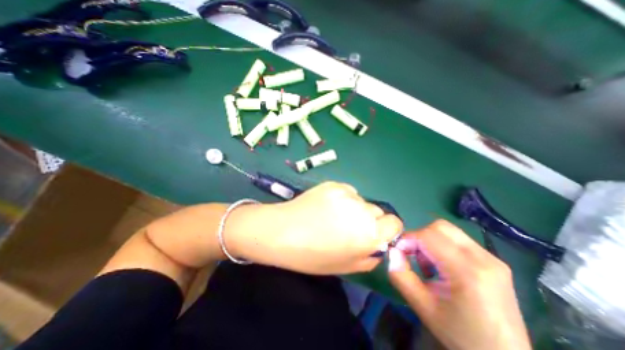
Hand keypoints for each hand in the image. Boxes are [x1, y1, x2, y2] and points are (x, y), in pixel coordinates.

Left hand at [229, 181, 399, 274]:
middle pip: (377, 211)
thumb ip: (369, 257)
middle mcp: (362, 211)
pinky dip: (343, 198)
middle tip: (349, 227)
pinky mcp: (334, 184)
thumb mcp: (345, 266)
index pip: (394, 223)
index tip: (375, 233)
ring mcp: (347, 194)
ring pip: (361, 200)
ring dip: (355, 208)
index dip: (387, 229)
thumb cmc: (312, 255)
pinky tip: (326, 206)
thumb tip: (378, 246)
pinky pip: (347, 192)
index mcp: (369, 234)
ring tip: (333, 215)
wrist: (282, 231)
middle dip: (369, 220)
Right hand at [389, 221, 529, 348]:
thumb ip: (401, 275)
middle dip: (419, 237)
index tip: (398, 251)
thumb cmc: (460, 335)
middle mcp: (483, 259)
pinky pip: (459, 240)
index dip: (408, 238)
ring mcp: (492, 258)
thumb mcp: (422, 306)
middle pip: (440, 227)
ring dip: (430, 241)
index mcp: (467, 272)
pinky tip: (443, 266)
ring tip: (429, 264)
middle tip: (413, 255)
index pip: (428, 236)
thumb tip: (392, 251)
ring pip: (449, 231)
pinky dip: (443, 246)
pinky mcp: (495, 261)